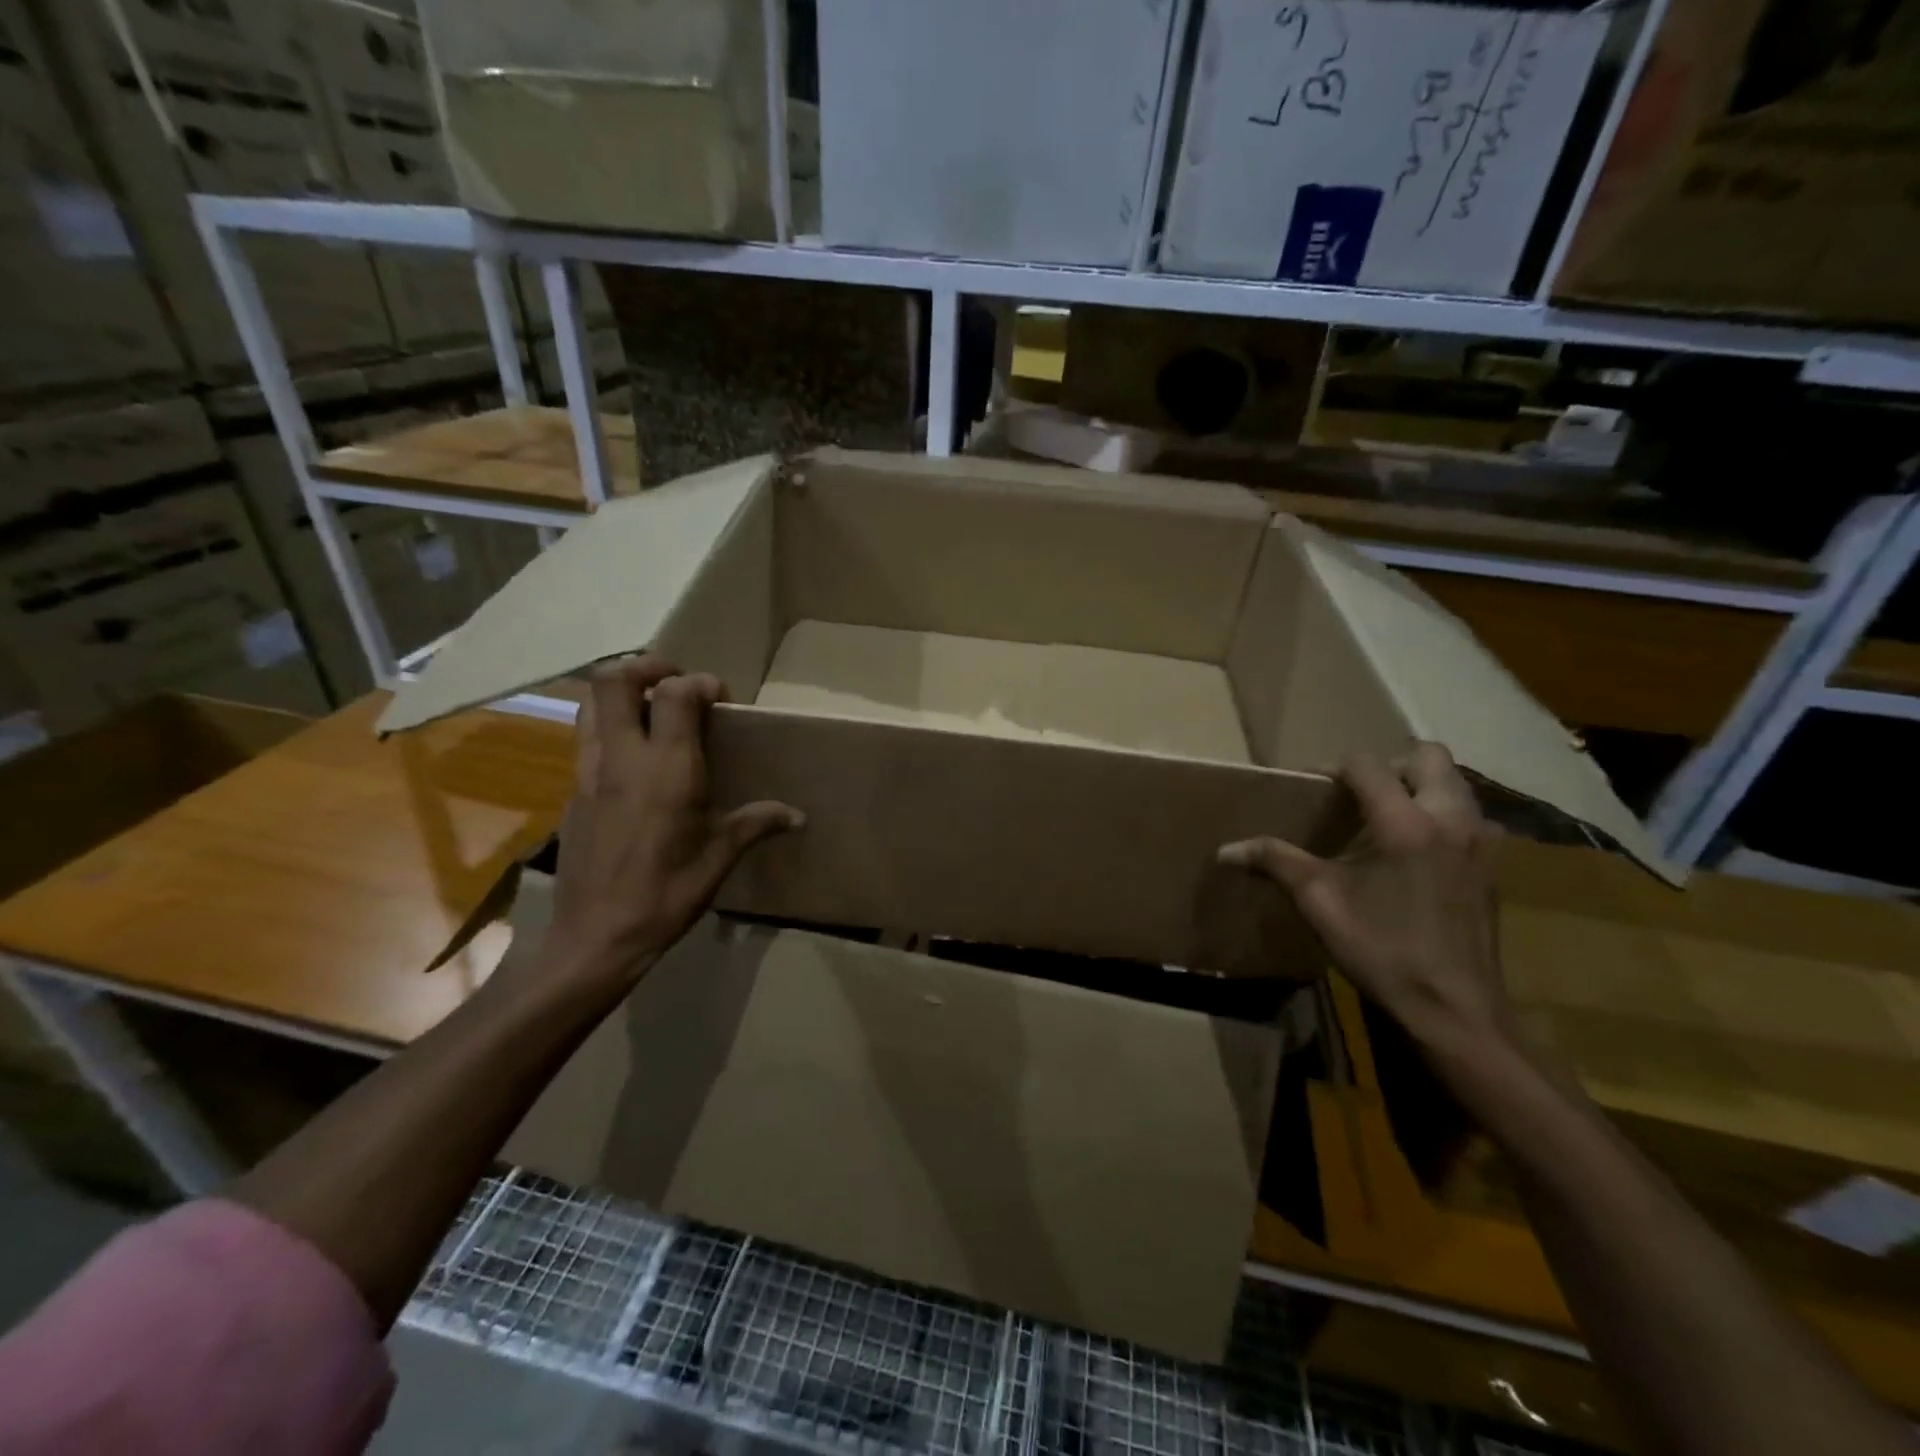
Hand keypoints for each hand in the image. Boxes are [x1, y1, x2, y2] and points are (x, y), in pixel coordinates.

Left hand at [542, 656, 802, 991]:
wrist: (595, 937)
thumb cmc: (666, 895)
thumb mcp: (719, 859)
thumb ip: (756, 824)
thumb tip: (797, 816)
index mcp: (668, 770)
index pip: (676, 694)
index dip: (701, 682)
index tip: (721, 700)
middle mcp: (623, 758)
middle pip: (614, 679)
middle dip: (647, 666)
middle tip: (676, 682)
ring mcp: (589, 772)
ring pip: (591, 703)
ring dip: (621, 693)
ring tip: (652, 710)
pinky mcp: (572, 792)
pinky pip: (586, 739)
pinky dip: (610, 728)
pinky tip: (634, 761)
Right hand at [1218, 743, 1509, 1052]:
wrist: (1453, 1008)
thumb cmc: (1382, 950)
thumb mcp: (1319, 902)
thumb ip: (1276, 862)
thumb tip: (1225, 850)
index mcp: (1405, 823)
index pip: (1368, 765)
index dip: (1335, 768)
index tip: (1314, 788)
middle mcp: (1451, 819)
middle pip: (1428, 756)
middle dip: (1390, 765)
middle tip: (1360, 794)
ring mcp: (1481, 842)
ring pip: (1456, 784)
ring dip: (1422, 786)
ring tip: (1388, 817)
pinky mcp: (1494, 866)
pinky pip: (1471, 817)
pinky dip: (1444, 816)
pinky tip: (1419, 850)